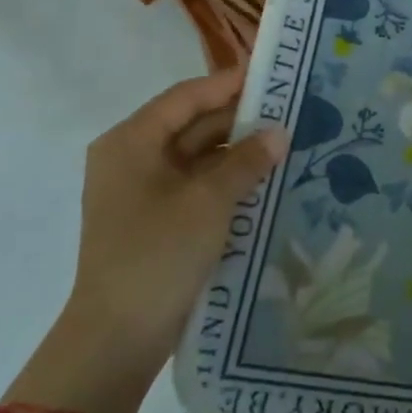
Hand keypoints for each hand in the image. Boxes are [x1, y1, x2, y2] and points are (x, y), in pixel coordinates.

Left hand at [69, 67, 284, 371]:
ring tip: (288, 143)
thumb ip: (247, 160)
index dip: (229, 84)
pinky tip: (267, 179)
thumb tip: (280, 131)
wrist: (119, 336)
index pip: (186, 97)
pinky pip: (199, 185)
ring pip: (200, 156)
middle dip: (241, 120)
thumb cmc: (158, 254)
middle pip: (193, 124)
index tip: (274, 76)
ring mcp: (145, 191)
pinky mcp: (159, 218)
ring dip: (240, 152)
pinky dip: (230, 180)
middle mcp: (134, 158)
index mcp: (131, 142)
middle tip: (292, 111)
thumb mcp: (209, 201)